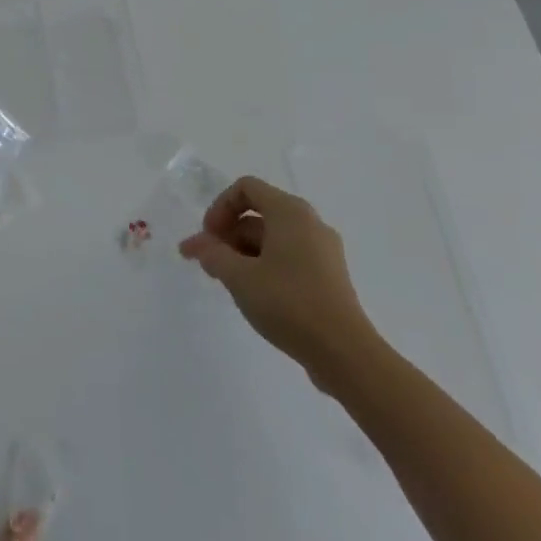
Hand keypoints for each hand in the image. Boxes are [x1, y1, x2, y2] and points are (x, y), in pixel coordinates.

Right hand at [179, 176, 380, 395]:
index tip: (208, 239)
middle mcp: (310, 223)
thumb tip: (195, 244)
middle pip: (258, 213)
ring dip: (243, 252)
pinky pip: (289, 257)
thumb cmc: (288, 303)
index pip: (246, 188)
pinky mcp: (329, 276)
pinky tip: (254, 293)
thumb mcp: (239, 277)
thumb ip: (212, 254)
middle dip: (228, 234)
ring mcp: (323, 250)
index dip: (220, 207)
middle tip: (209, 264)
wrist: (344, 353)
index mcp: (290, 212)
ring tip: (226, 282)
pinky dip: (265, 265)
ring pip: (273, 238)